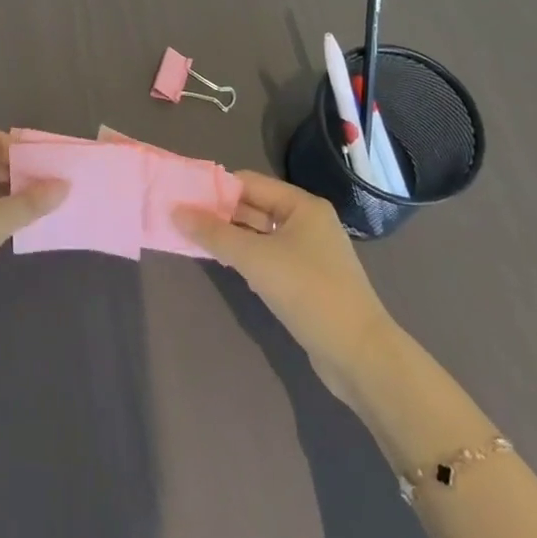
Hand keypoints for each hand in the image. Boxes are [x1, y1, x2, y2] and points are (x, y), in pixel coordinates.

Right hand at [177, 172, 393, 410]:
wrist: (360, 355)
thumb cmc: (308, 292)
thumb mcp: (255, 259)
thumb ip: (215, 234)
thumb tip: (176, 211)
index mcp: (302, 205)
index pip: (250, 183)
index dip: (216, 188)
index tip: (183, 197)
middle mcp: (308, 222)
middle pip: (255, 207)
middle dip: (221, 213)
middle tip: (183, 220)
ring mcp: (310, 253)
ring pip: (261, 235)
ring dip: (232, 237)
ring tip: (195, 241)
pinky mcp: (308, 281)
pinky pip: (270, 258)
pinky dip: (248, 259)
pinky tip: (228, 267)